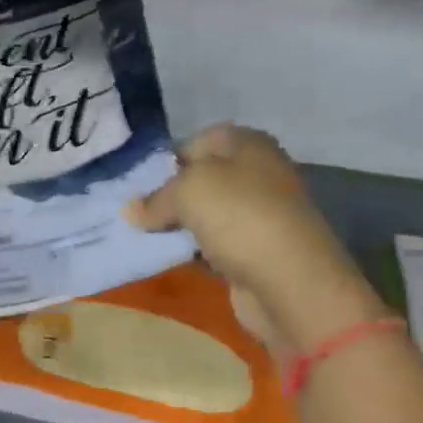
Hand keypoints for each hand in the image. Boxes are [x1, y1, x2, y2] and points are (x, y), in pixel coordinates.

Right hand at [127, 125, 378, 353]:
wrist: (290, 282)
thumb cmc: (239, 217)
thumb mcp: (187, 190)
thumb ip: (155, 197)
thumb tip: (132, 211)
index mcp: (247, 144)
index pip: (196, 141)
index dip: (165, 160)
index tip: (137, 184)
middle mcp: (256, 173)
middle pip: (200, 178)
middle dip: (168, 194)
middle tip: (134, 212)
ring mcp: (258, 213)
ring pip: (205, 213)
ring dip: (178, 225)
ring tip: (143, 235)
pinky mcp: (254, 250)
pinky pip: (213, 243)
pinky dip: (193, 249)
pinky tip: (170, 257)